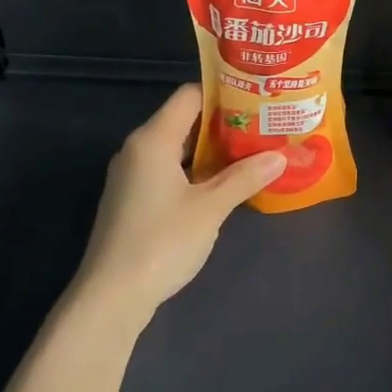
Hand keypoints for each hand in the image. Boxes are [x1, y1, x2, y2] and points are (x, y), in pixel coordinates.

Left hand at [76, 85, 284, 311]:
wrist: (111, 297)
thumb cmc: (162, 241)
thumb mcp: (211, 208)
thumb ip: (244, 177)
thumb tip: (280, 156)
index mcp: (153, 139)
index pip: (189, 96)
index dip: (223, 94)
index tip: (256, 100)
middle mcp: (137, 149)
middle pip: (183, 120)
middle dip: (224, 124)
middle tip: (262, 127)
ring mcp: (131, 176)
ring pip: (176, 148)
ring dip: (211, 150)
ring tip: (251, 153)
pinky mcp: (132, 199)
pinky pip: (167, 170)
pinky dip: (194, 171)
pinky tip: (222, 185)